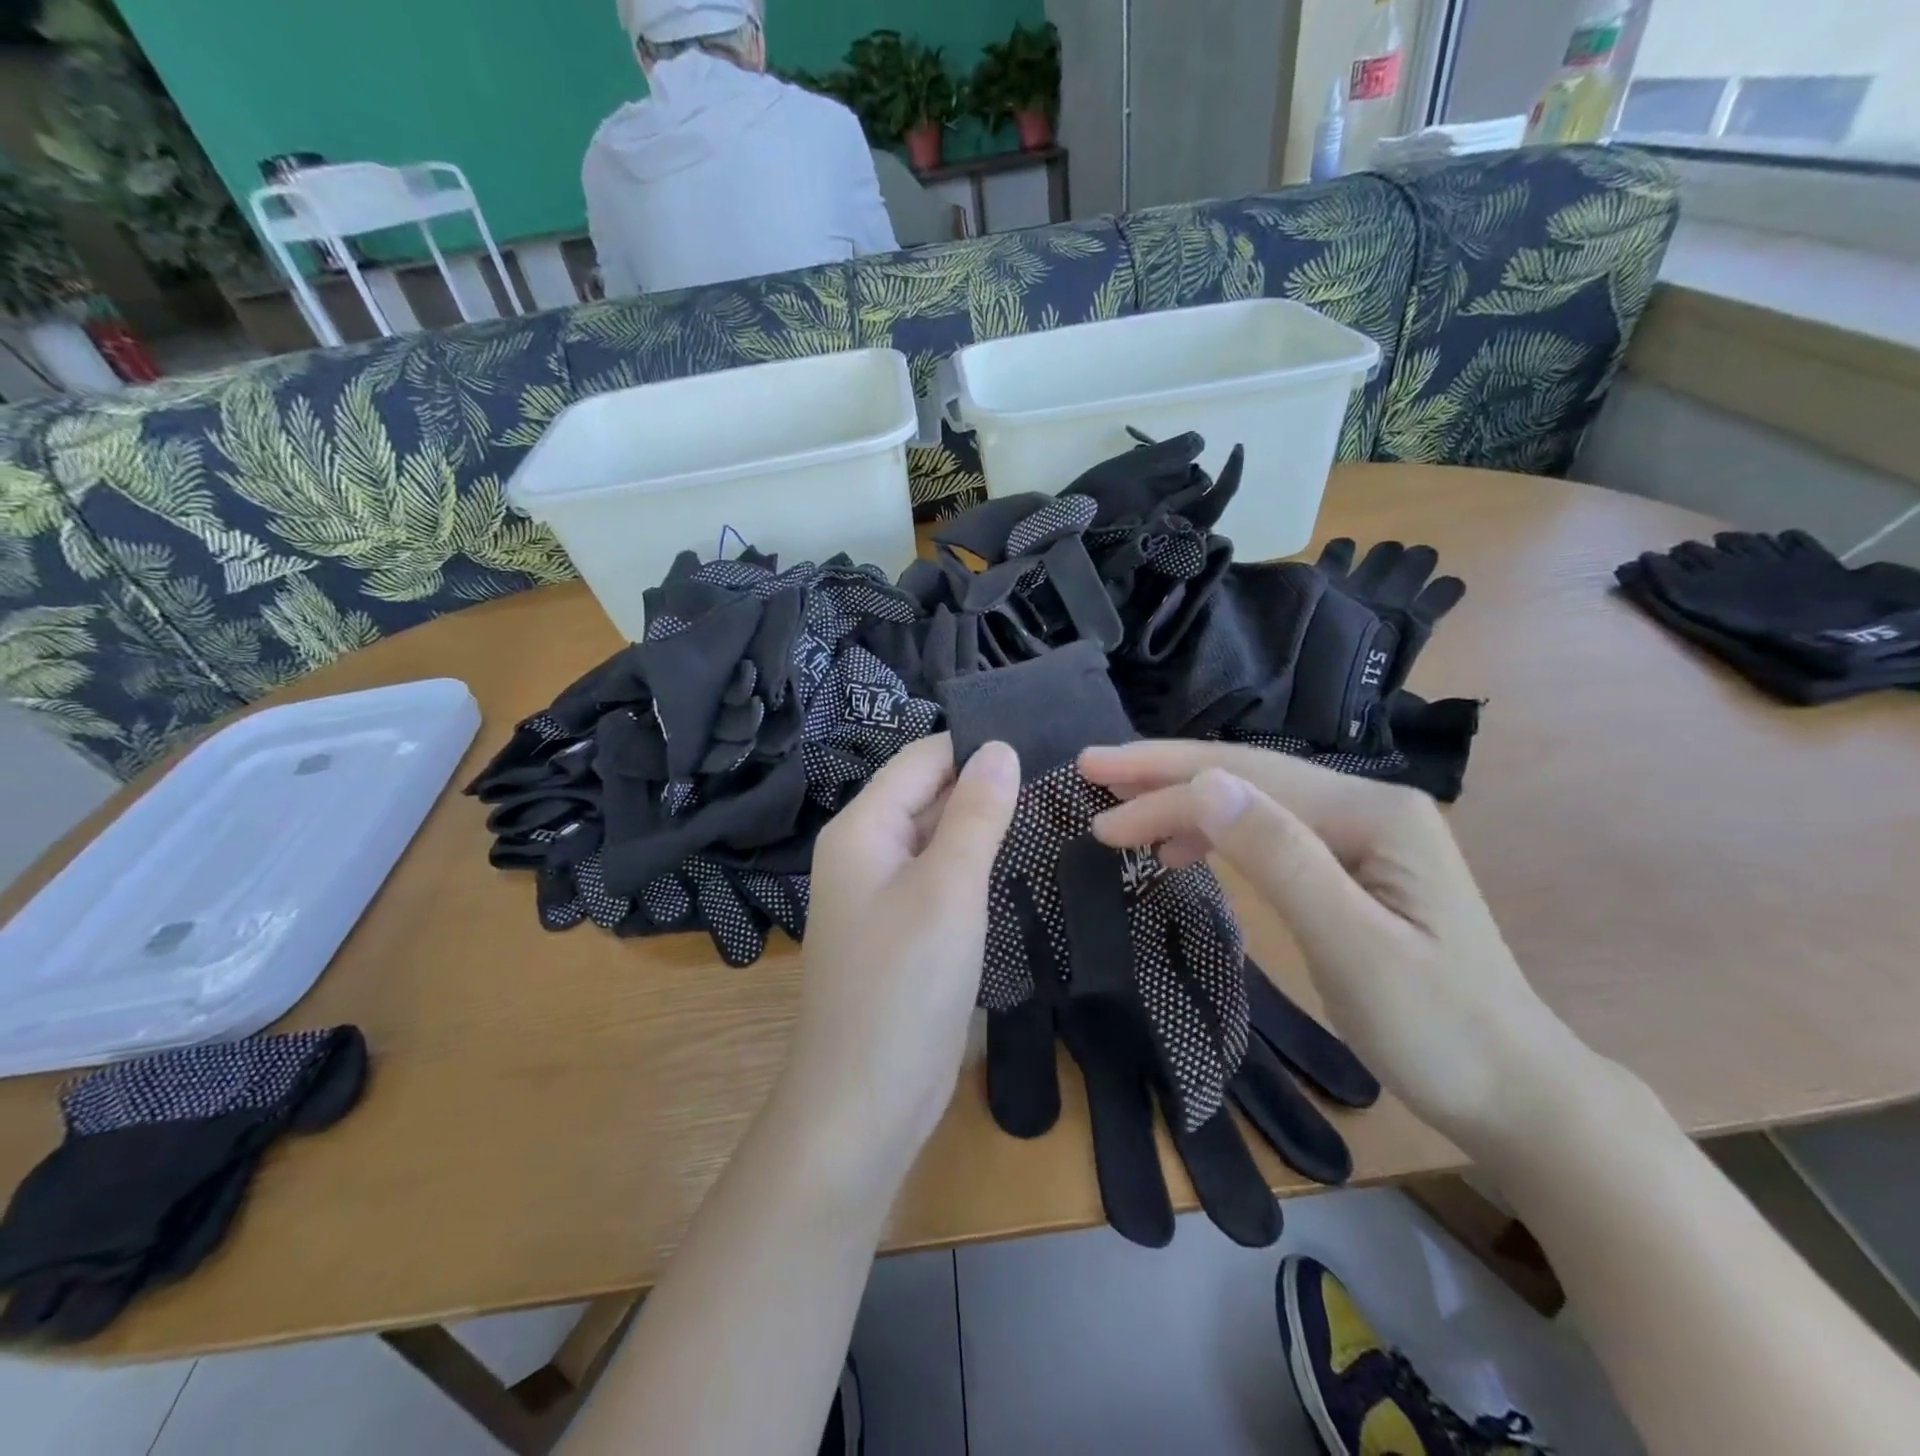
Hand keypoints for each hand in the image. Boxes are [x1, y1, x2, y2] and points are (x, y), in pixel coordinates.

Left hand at [784, 734, 1019, 1166]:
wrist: (864, 1101)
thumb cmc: (904, 983)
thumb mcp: (948, 888)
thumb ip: (974, 813)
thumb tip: (1000, 748)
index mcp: (863, 828)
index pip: (921, 759)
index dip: (974, 745)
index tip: (1041, 740)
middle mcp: (866, 852)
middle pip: (926, 795)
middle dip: (984, 784)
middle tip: (1059, 776)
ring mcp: (882, 894)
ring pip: (936, 838)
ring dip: (982, 825)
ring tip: (1051, 808)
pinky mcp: (902, 931)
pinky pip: (939, 879)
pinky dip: (974, 867)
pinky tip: (1017, 864)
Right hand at [1079, 741, 1599, 1156]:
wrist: (1518, 1092)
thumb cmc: (1439, 1029)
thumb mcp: (1354, 946)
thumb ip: (1280, 858)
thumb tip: (1205, 785)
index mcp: (1372, 812)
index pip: (1245, 784)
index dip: (1163, 791)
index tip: (1096, 813)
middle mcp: (1366, 804)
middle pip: (1246, 773)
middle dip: (1162, 771)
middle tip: (1091, 769)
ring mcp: (1360, 833)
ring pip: (1252, 798)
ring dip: (1183, 799)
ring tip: (1121, 812)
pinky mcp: (1350, 864)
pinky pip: (1268, 830)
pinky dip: (1215, 831)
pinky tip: (1181, 848)